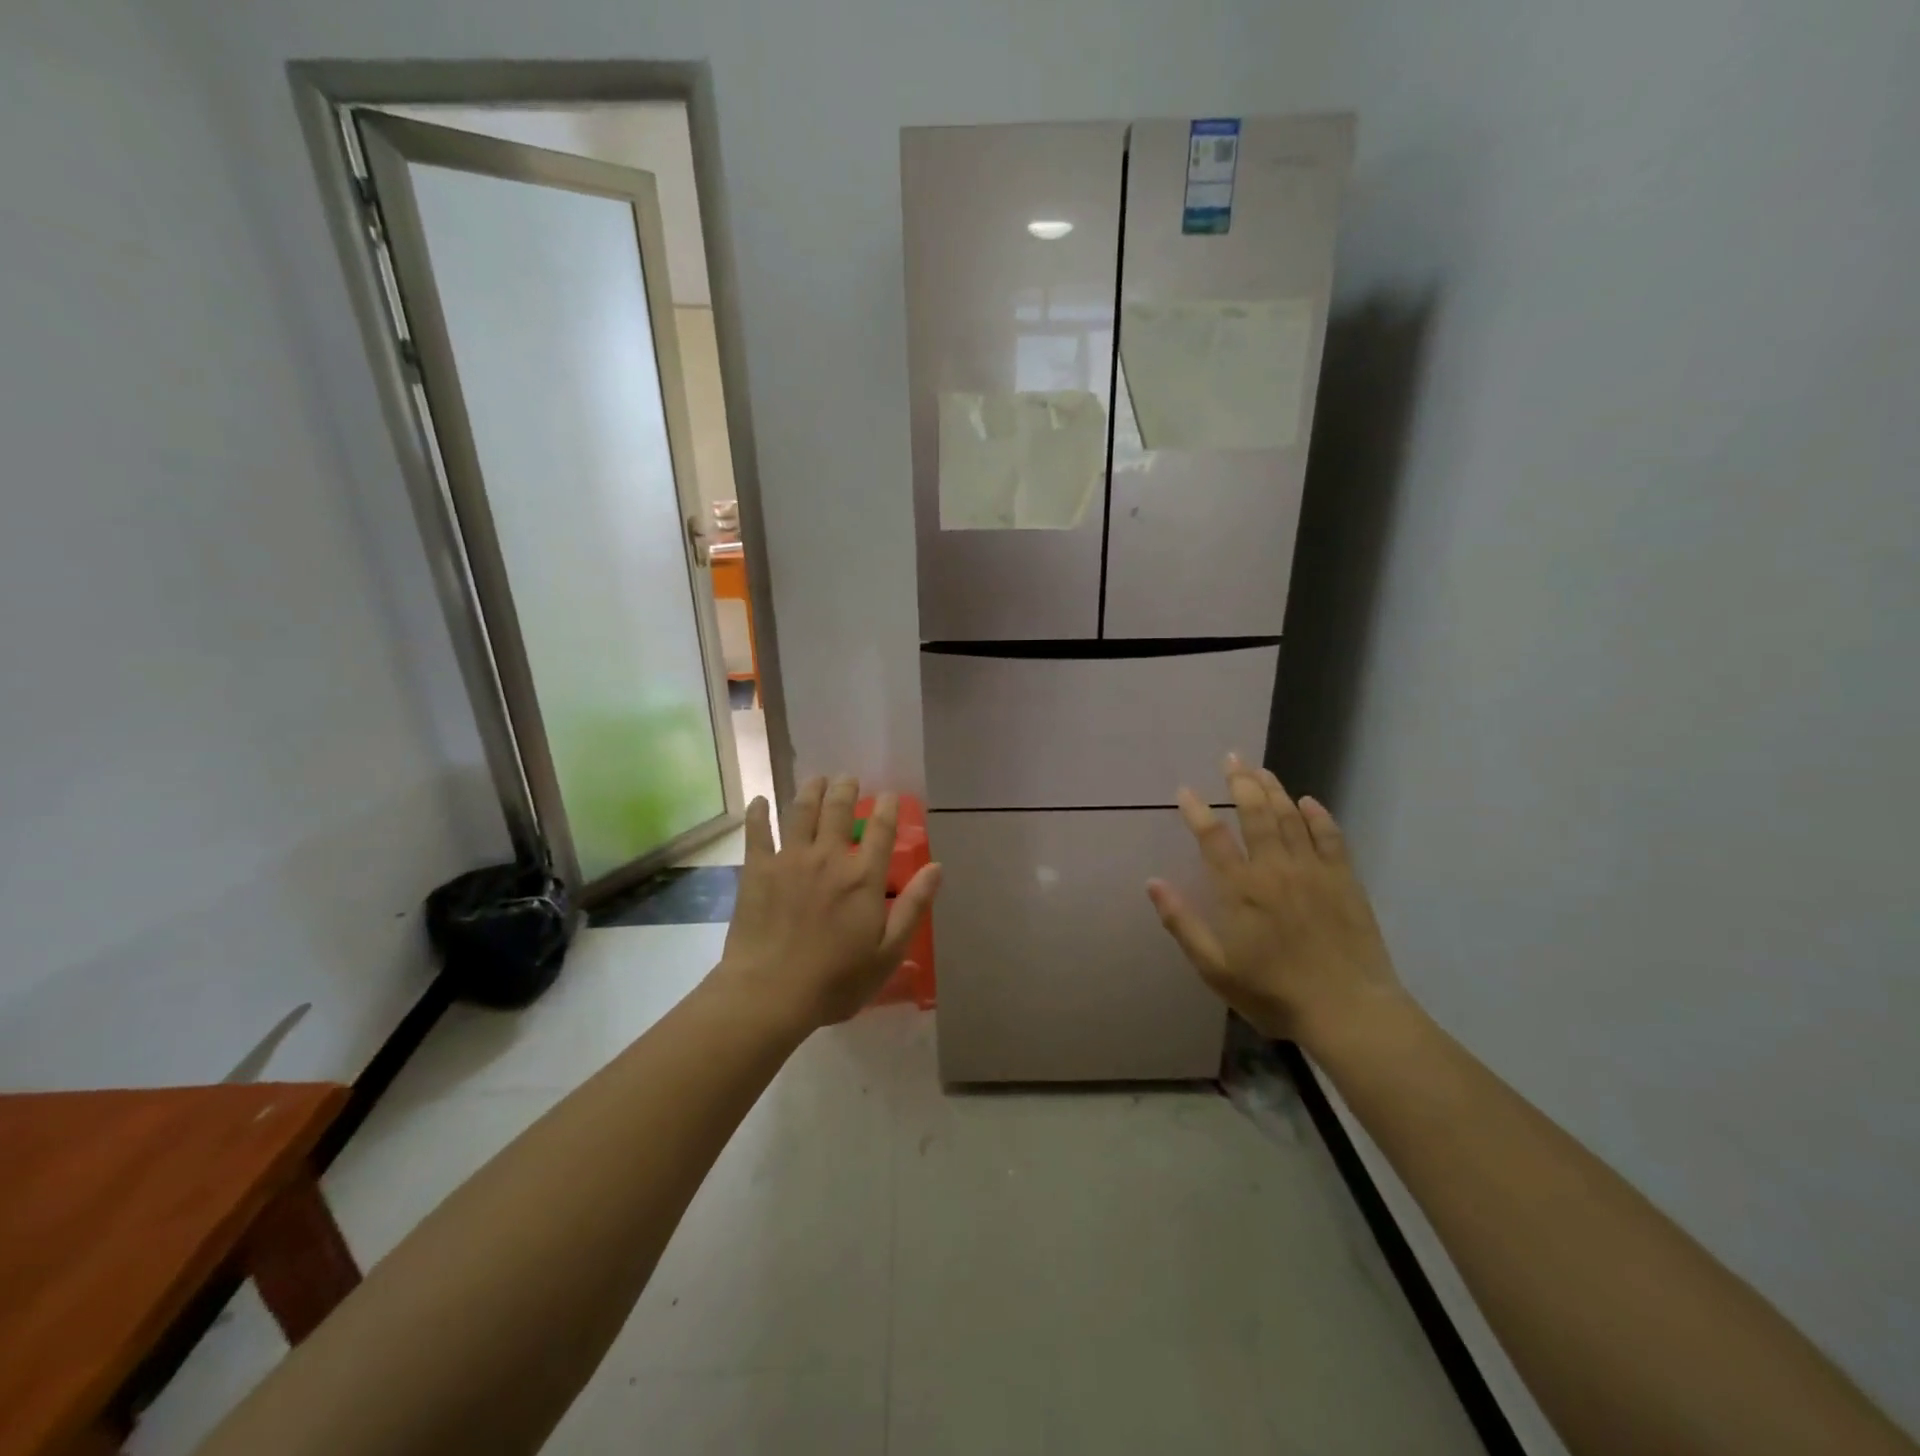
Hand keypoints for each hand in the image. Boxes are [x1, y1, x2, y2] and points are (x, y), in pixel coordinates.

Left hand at [711, 776, 941, 1031]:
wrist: (771, 994)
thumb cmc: (836, 981)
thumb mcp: (888, 952)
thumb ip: (913, 906)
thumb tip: (937, 867)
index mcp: (863, 877)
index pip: (881, 829)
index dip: (887, 807)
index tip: (889, 795)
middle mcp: (829, 857)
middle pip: (839, 810)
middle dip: (846, 789)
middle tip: (848, 780)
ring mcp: (790, 859)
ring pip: (801, 811)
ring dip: (811, 790)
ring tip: (816, 779)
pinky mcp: (758, 869)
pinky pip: (757, 832)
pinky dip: (758, 812)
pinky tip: (758, 800)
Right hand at [1147, 755, 1404, 1049]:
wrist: (1348, 1011)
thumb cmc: (1273, 993)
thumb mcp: (1215, 967)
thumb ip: (1182, 923)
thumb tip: (1152, 883)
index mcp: (1240, 889)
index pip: (1213, 837)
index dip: (1197, 810)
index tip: (1186, 790)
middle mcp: (1275, 869)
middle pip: (1255, 814)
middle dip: (1241, 782)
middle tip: (1232, 758)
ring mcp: (1313, 871)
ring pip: (1290, 817)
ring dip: (1274, 790)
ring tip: (1260, 769)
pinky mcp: (1344, 880)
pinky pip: (1330, 837)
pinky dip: (1318, 816)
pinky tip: (1308, 801)